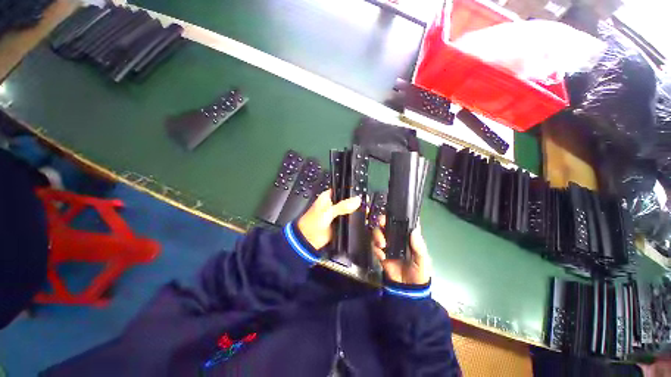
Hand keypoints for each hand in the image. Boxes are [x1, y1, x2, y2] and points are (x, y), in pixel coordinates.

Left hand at [297, 189, 361, 249]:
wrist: (308, 240)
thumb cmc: (313, 223)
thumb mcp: (328, 212)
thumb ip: (342, 206)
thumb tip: (357, 200)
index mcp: (328, 197)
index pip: (342, 190)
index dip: (351, 190)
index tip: (362, 192)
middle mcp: (333, 204)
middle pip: (347, 200)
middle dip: (355, 202)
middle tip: (366, 203)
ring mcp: (336, 214)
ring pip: (349, 210)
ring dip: (355, 211)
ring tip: (366, 211)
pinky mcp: (339, 223)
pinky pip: (348, 220)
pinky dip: (354, 220)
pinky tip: (362, 219)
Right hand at [371, 216, 431, 284]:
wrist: (407, 290)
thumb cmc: (419, 273)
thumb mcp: (423, 260)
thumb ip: (419, 247)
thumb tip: (414, 231)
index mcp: (408, 237)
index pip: (402, 222)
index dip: (397, 216)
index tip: (392, 213)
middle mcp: (397, 238)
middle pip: (387, 223)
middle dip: (382, 221)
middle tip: (381, 224)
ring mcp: (388, 245)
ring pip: (378, 232)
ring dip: (377, 235)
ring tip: (382, 245)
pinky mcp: (381, 253)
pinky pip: (374, 246)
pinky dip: (376, 249)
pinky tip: (382, 256)